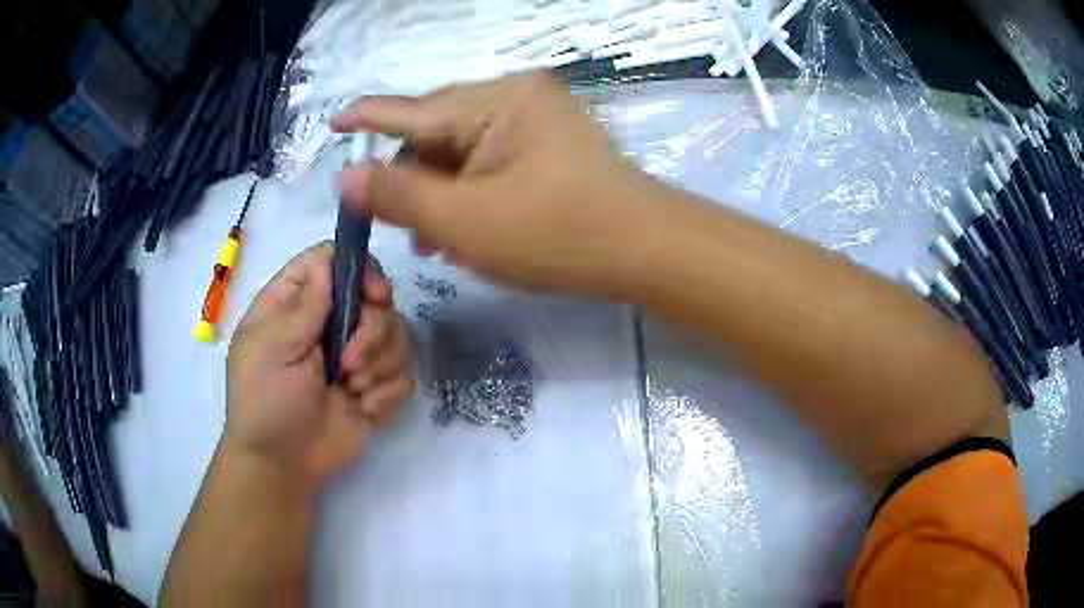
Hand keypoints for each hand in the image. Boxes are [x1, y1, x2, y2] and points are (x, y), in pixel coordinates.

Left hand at [223, 243, 413, 490]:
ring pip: (397, 335)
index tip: (374, 296)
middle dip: (372, 332)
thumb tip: (328, 262)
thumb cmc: (265, 401)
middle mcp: (329, 324)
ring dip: (379, 366)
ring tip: (352, 391)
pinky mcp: (375, 388)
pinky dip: (386, 394)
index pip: (333, 262)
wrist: (284, 465)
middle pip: (376, 298)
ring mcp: (355, 357)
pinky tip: (362, 410)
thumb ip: (303, 305)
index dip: (359, 270)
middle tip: (349, 364)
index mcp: (296, 305)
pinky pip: (404, 375)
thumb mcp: (271, 348)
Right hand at [333, 72, 662, 296]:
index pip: (411, 111)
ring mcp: (535, 119)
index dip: (366, 119)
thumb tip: (346, 178)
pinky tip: (464, 229)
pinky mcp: (547, 143)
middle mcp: (515, 97)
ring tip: (434, 241)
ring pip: (462, 152)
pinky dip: (471, 193)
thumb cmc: (559, 235)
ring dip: (441, 194)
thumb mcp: (467, 222)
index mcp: (496, 100)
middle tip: (400, 229)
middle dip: (413, 181)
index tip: (333, 123)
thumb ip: (400, 197)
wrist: (647, 250)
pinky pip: (490, 161)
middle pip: (436, 134)